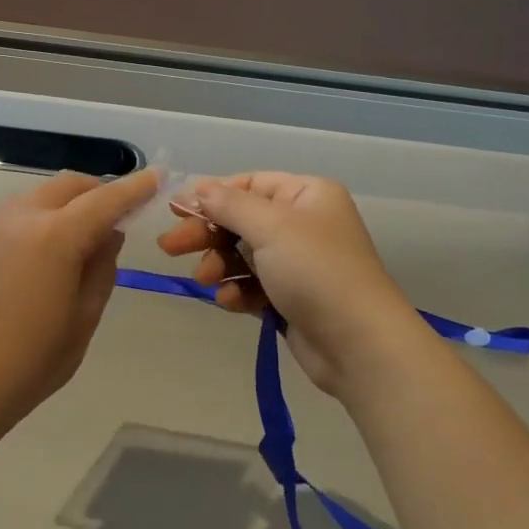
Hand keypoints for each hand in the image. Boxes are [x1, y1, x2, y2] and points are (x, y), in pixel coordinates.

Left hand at [0, 168, 157, 423]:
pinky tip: (30, 262)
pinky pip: (6, 220)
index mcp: (55, 237)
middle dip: (95, 191)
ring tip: (70, 242)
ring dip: (60, 208)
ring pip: (33, 199)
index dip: (134, 187)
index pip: (105, 200)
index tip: (156, 176)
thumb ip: (101, 269)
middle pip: (65, 186)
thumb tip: (107, 236)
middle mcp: (18, 219)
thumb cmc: (31, 361)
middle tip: (113, 215)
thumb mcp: (84, 319)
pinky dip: (30, 225)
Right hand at [156, 173, 423, 394]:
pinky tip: (229, 301)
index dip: (213, 196)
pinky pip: (253, 285)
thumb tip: (199, 187)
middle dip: (208, 234)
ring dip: (220, 265)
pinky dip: (238, 291)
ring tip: (205, 280)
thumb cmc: (316, 271)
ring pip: (243, 255)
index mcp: (307, 195)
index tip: (177, 211)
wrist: (359, 344)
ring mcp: (298, 263)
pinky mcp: (291, 298)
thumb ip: (230, 205)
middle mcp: (304, 224)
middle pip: (242, 220)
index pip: (250, 184)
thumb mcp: (271, 227)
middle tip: (169, 247)